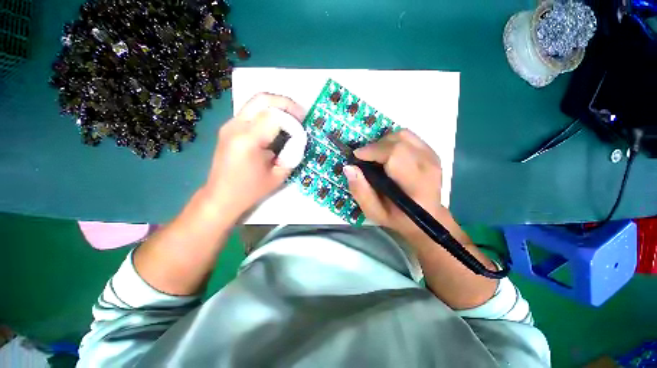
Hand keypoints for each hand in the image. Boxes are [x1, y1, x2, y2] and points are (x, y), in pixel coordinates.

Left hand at [202, 93, 304, 220]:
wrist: (221, 196)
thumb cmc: (250, 190)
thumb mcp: (278, 175)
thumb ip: (292, 154)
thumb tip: (298, 139)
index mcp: (248, 140)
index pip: (275, 116)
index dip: (292, 120)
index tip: (302, 130)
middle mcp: (236, 126)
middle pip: (262, 99)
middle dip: (285, 103)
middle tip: (299, 115)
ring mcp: (230, 125)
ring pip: (256, 102)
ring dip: (277, 106)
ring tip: (291, 118)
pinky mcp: (229, 127)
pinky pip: (251, 111)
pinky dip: (268, 112)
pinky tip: (277, 125)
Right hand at [344, 129, 445, 237]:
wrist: (426, 218)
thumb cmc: (398, 217)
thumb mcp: (374, 212)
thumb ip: (360, 191)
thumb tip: (349, 167)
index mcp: (416, 185)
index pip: (395, 154)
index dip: (373, 150)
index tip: (357, 156)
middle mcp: (428, 167)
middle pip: (399, 140)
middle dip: (376, 145)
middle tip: (365, 158)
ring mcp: (433, 157)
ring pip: (403, 135)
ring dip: (384, 142)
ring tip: (376, 156)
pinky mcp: (432, 153)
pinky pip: (409, 136)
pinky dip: (393, 141)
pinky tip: (388, 154)